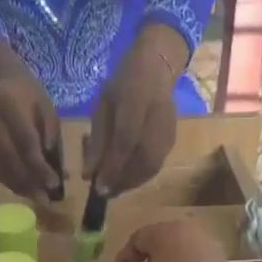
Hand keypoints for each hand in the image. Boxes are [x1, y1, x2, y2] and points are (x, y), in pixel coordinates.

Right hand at [0, 48, 63, 201]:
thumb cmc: (27, 93)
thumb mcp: (46, 106)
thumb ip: (50, 133)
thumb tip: (52, 165)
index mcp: (9, 104)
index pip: (25, 140)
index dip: (39, 165)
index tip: (54, 183)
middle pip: (9, 156)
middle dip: (29, 180)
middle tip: (45, 199)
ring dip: (17, 185)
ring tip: (36, 199)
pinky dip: (6, 180)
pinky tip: (21, 189)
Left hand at [86, 24, 184, 195]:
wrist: (157, 68)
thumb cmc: (123, 84)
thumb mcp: (102, 105)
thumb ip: (97, 140)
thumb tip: (88, 174)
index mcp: (136, 100)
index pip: (125, 140)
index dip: (112, 166)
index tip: (97, 187)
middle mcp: (156, 116)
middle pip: (142, 158)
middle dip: (121, 180)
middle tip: (103, 193)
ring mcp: (168, 129)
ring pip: (152, 165)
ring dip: (131, 182)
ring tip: (113, 189)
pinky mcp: (173, 138)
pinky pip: (157, 164)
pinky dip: (141, 176)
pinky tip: (126, 179)